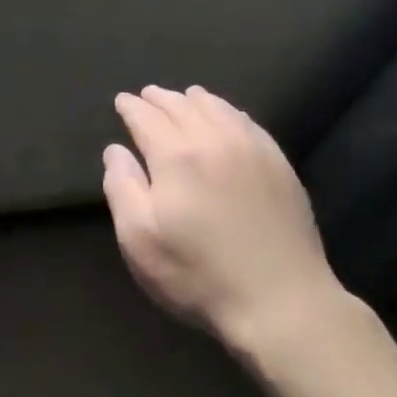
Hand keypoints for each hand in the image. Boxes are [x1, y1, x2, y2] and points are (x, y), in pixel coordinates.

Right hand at [104, 85, 341, 348]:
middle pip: (182, 106)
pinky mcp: (279, 164)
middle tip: (147, 95)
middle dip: (160, 99)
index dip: (131, 107)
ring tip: (184, 97)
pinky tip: (227, 116)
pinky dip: (229, 111)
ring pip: (218, 108)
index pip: (147, 118)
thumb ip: (122, 188)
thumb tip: (116, 150)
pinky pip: (248, 123)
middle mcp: (214, 139)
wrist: (281, 301)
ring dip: (195, 100)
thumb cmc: (199, 275)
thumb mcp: (140, 240)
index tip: (122, 101)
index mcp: (176, 155)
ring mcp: (252, 149)